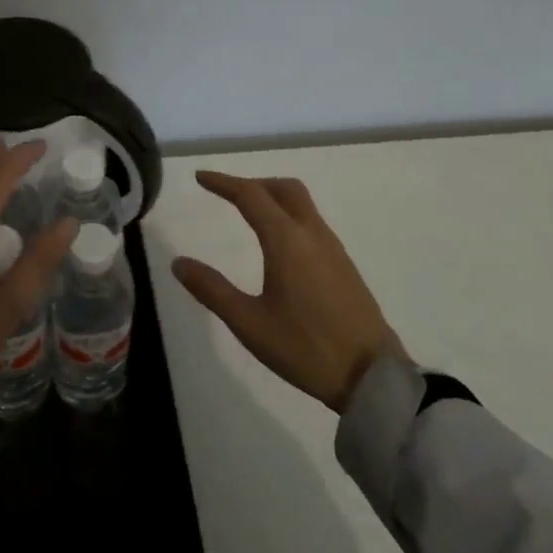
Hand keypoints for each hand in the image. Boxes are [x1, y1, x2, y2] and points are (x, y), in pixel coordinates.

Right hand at [172, 171, 403, 412]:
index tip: (201, 177)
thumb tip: (179, 263)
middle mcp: (312, 234)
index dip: (223, 182)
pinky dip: (289, 216)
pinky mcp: (344, 265)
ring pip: (302, 204)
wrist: (372, 376)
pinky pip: (313, 223)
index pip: (250, 196)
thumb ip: (212, 290)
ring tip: (250, 215)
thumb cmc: (305, 348)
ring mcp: (333, 248)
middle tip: (227, 193)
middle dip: (253, 183)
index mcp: (287, 241)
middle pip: (283, 189)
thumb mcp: (249, 324)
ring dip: (273, 198)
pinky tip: (280, 245)